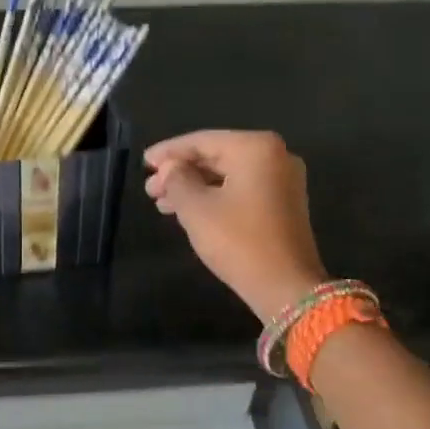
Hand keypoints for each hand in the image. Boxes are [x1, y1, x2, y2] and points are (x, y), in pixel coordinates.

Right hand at [144, 130, 327, 321]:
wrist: (285, 287)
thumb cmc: (238, 241)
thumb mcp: (196, 208)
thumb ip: (177, 180)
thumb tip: (170, 168)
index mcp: (256, 148)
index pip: (202, 141)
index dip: (168, 152)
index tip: (144, 162)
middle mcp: (275, 156)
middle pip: (216, 155)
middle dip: (180, 171)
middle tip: (150, 188)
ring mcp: (283, 180)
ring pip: (227, 175)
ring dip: (193, 186)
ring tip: (162, 203)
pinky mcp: (283, 204)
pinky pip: (241, 189)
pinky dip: (214, 196)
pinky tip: (188, 210)